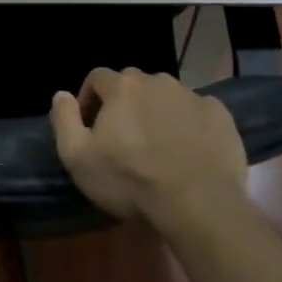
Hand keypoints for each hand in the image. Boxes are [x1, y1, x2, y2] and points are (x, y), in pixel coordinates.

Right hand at [49, 68, 247, 227]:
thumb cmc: (130, 181)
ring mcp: (193, 96)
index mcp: (122, 87)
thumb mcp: (78, 158)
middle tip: (123, 138)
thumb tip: (61, 94)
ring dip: (157, 112)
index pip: (97, 77)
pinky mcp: (221, 116)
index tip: (90, 127)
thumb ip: (64, 120)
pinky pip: (196, 112)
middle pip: (133, 84)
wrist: (199, 205)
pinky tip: (188, 151)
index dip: (89, 99)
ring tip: (157, 146)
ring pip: (166, 96)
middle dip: (124, 104)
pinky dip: (188, 124)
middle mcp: (158, 81)